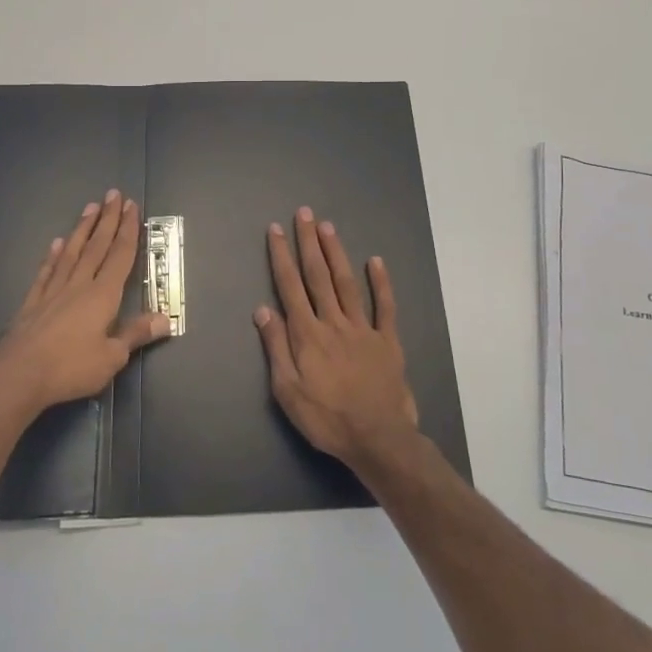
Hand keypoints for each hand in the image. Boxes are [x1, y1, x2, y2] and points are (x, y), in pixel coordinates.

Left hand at [0, 190, 168, 414]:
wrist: (18, 375)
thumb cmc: (70, 367)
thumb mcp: (111, 357)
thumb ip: (136, 334)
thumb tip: (165, 319)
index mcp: (102, 295)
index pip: (120, 256)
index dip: (128, 230)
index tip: (131, 206)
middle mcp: (79, 285)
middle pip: (97, 246)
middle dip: (107, 220)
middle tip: (113, 194)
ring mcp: (53, 291)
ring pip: (72, 252)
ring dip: (82, 229)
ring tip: (89, 207)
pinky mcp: (33, 302)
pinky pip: (47, 271)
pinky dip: (53, 256)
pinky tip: (57, 243)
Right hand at [256, 207, 419, 468]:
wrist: (377, 438)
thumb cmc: (326, 419)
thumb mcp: (287, 391)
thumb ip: (276, 348)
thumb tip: (263, 309)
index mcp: (307, 334)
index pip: (290, 286)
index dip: (281, 256)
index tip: (275, 230)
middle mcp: (334, 322)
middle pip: (318, 276)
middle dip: (308, 243)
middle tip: (304, 214)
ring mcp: (363, 329)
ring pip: (347, 283)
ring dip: (336, 253)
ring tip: (328, 226)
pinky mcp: (387, 341)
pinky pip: (385, 306)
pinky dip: (381, 282)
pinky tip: (376, 261)